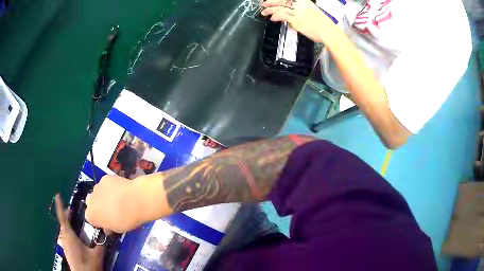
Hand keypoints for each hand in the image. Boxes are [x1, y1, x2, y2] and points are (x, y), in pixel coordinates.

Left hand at [54, 194, 104, 270]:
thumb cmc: (88, 265)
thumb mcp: (97, 256)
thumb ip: (101, 245)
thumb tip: (107, 235)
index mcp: (70, 236)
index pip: (63, 218)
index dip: (60, 206)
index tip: (58, 195)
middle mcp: (65, 238)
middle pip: (63, 223)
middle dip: (66, 215)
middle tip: (72, 210)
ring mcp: (65, 245)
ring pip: (64, 230)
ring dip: (67, 223)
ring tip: (73, 220)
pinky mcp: (67, 250)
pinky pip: (65, 236)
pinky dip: (68, 231)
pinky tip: (75, 235)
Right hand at [85, 175, 143, 232]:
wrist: (135, 201)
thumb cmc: (126, 220)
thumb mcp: (117, 229)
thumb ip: (109, 226)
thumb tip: (108, 227)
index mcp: (91, 215)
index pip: (91, 218)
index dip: (99, 220)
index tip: (107, 222)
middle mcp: (90, 200)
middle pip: (92, 203)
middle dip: (99, 206)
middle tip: (111, 210)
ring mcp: (97, 187)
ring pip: (98, 192)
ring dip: (104, 196)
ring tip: (118, 199)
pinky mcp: (105, 178)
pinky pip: (106, 184)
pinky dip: (111, 187)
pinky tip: (120, 190)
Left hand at [261, 0, 335, 42]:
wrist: (329, 32)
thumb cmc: (324, 25)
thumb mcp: (313, 12)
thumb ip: (302, 11)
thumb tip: (293, 16)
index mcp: (305, 1)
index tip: (274, 0)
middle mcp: (301, 5)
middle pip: (282, 0)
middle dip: (271, 1)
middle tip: (265, 3)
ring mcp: (298, 12)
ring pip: (280, 8)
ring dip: (270, 10)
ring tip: (265, 11)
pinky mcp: (296, 20)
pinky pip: (282, 16)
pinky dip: (275, 17)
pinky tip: (272, 18)